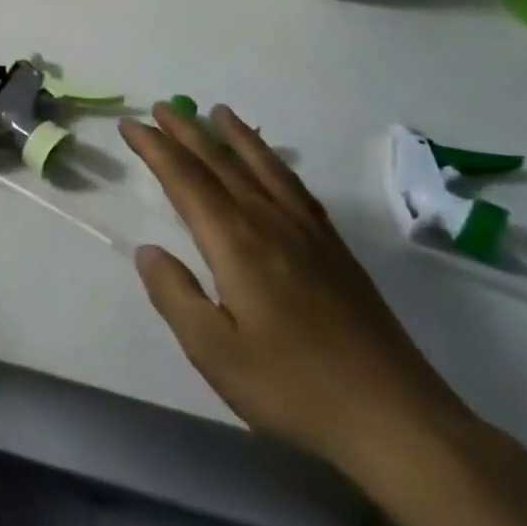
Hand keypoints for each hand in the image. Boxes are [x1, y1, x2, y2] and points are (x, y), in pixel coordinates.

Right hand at [121, 103, 472, 475]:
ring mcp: (308, 232)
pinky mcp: (335, 249)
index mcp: (236, 242)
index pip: (185, 180)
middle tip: (159, 107)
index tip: (130, 125)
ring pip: (262, 166)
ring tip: (217, 112)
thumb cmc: (294, 387)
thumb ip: (175, 294)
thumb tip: (147, 250)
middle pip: (221, 163)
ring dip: (234, 136)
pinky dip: (275, 162)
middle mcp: (269, 221)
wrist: (396, 418)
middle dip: (186, 132)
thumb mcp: (214, 353)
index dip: (155, 148)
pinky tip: (271, 163)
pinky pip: (295, 186)